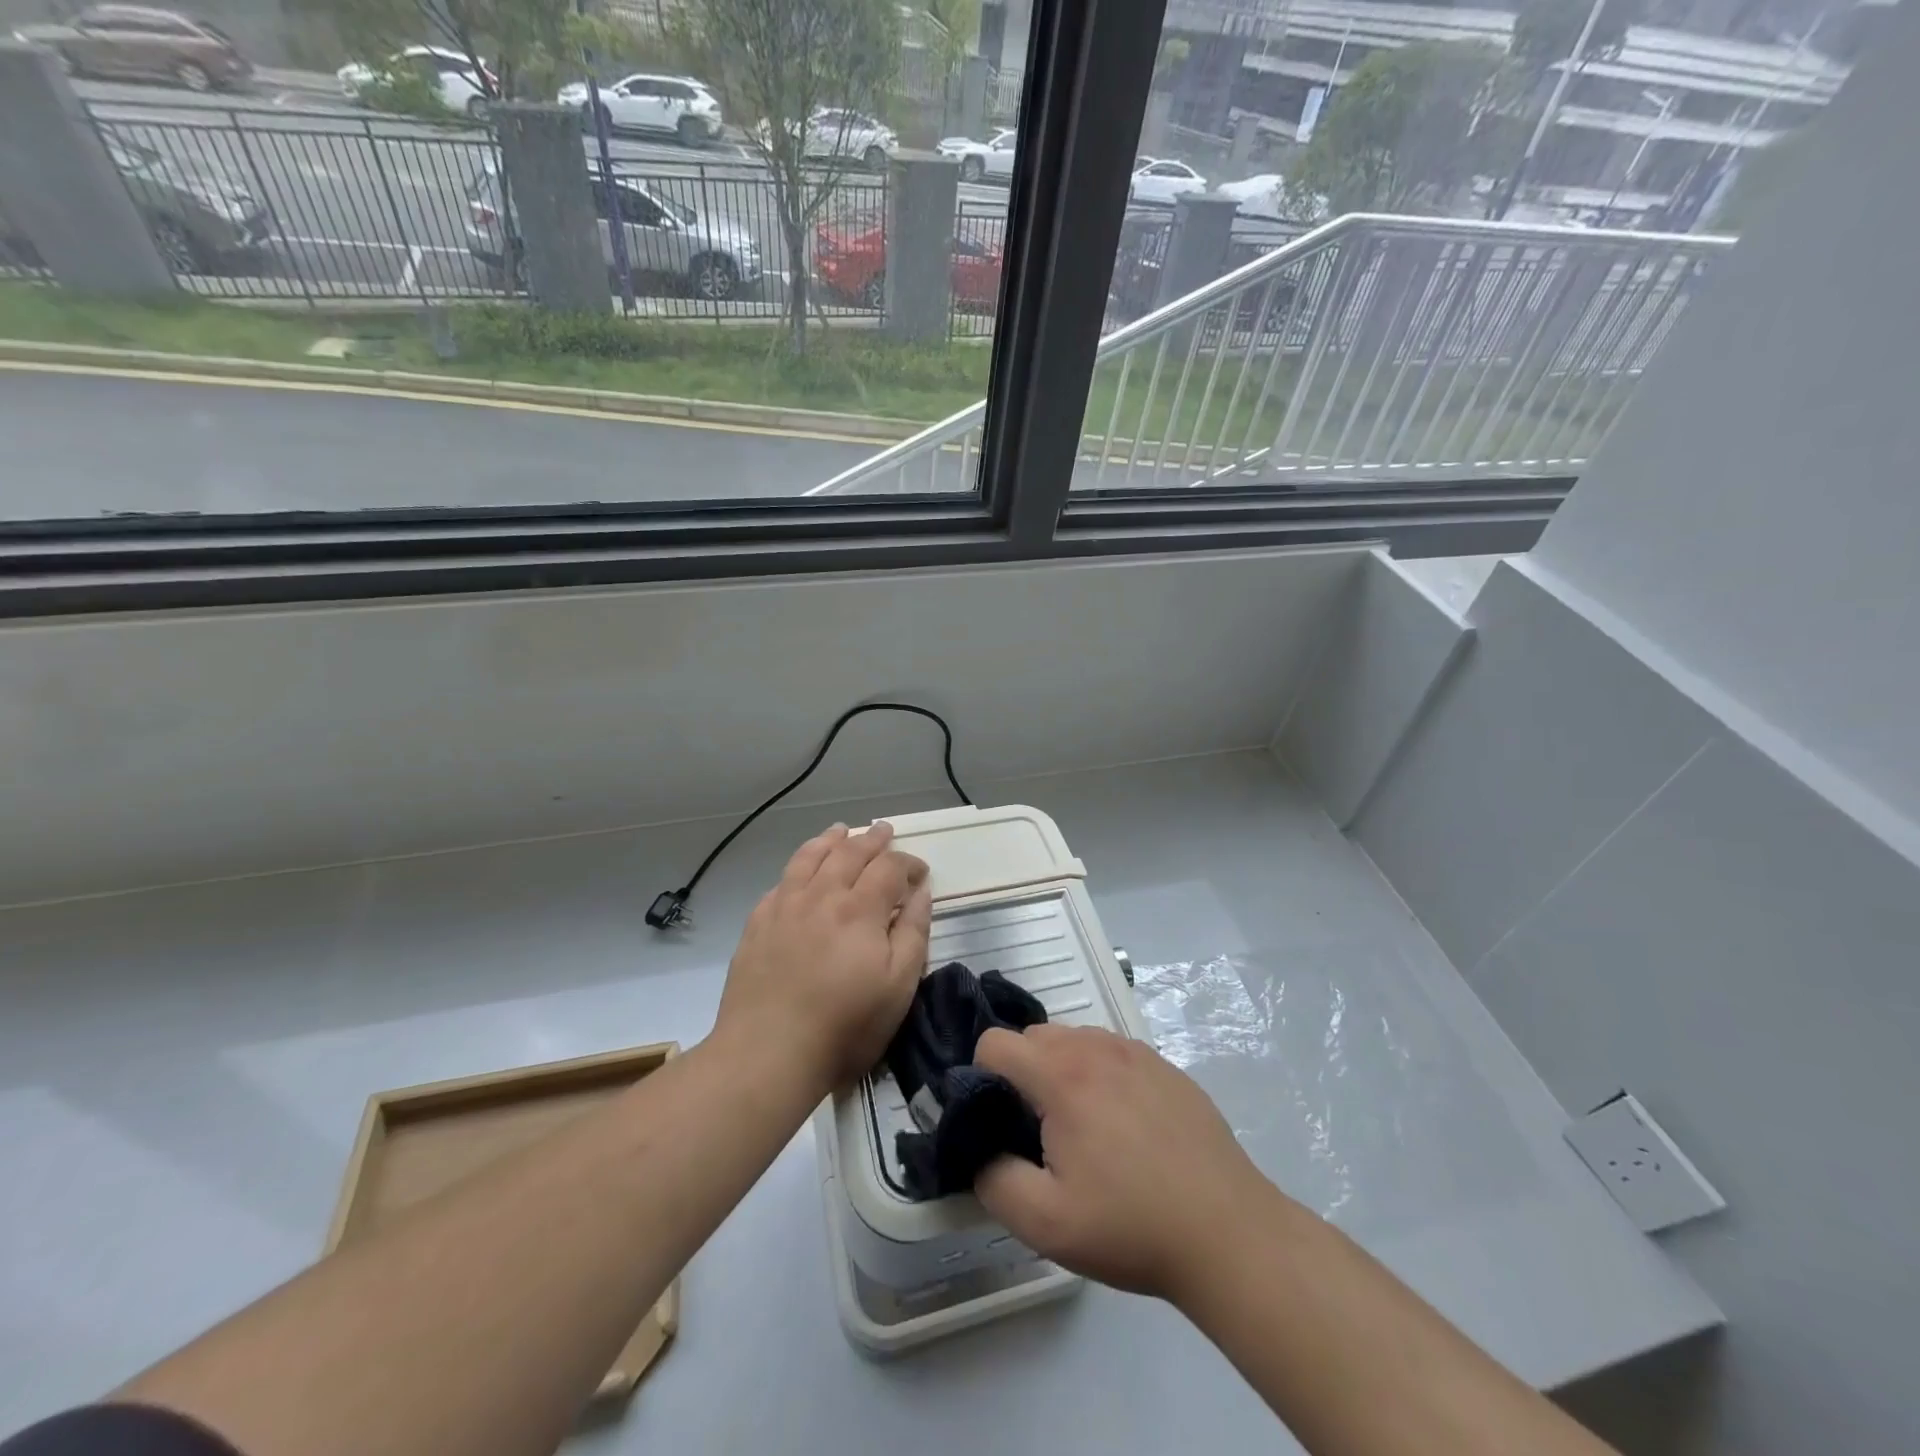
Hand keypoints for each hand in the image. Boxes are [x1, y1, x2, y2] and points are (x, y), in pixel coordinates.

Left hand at [713, 822, 930, 1092]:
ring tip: (841, 830)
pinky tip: (800, 872)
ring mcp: (784, 907)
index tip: (921, 871)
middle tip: (884, 830)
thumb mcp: (899, 986)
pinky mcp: (757, 924)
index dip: (908, 863)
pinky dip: (798, 867)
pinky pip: (781, 881)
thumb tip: (920, 892)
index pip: (889, 867)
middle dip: (871, 839)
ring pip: (809, 858)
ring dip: (830, 840)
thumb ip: (914, 932)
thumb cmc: (845, 1025)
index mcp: (860, 909)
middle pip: (849, 853)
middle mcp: (822, 895)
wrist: (768, 1053)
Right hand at [974, 1024, 1283, 1302]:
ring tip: (1084, 1130)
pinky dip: (1100, 1075)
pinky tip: (1125, 1127)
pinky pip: (1112, 1052)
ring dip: (1061, 1071)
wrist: (1229, 1235)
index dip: (982, 1080)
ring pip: (1073, 1040)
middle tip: (1041, 1133)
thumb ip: (992, 1179)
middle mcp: (1096, 1046)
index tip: (1001, 1124)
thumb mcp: (1045, 1223)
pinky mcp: (1165, 1066)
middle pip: (1032, 1036)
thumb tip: (979, 1149)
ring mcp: (1135, 1051)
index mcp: (1062, 1074)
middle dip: (1022, 1075)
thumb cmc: (1131, 1227)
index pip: (994, 1043)